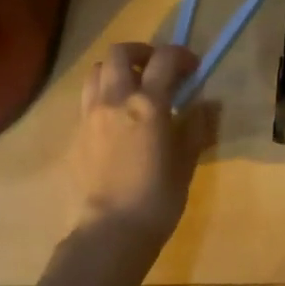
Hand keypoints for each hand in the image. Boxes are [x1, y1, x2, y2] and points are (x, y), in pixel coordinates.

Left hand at [69, 43, 214, 248]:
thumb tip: (207, 103)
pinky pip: (87, 100)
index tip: (193, 67)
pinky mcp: (76, 135)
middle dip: (142, 52)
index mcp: (147, 103)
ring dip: (116, 71)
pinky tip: (117, 119)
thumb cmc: (157, 197)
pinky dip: (103, 96)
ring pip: (96, 72)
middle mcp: (115, 100)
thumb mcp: (187, 160)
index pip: (164, 58)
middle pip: (119, 53)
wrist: (110, 233)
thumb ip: (196, 125)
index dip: (181, 55)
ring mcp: (90, 116)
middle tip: (158, 69)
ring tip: (133, 88)